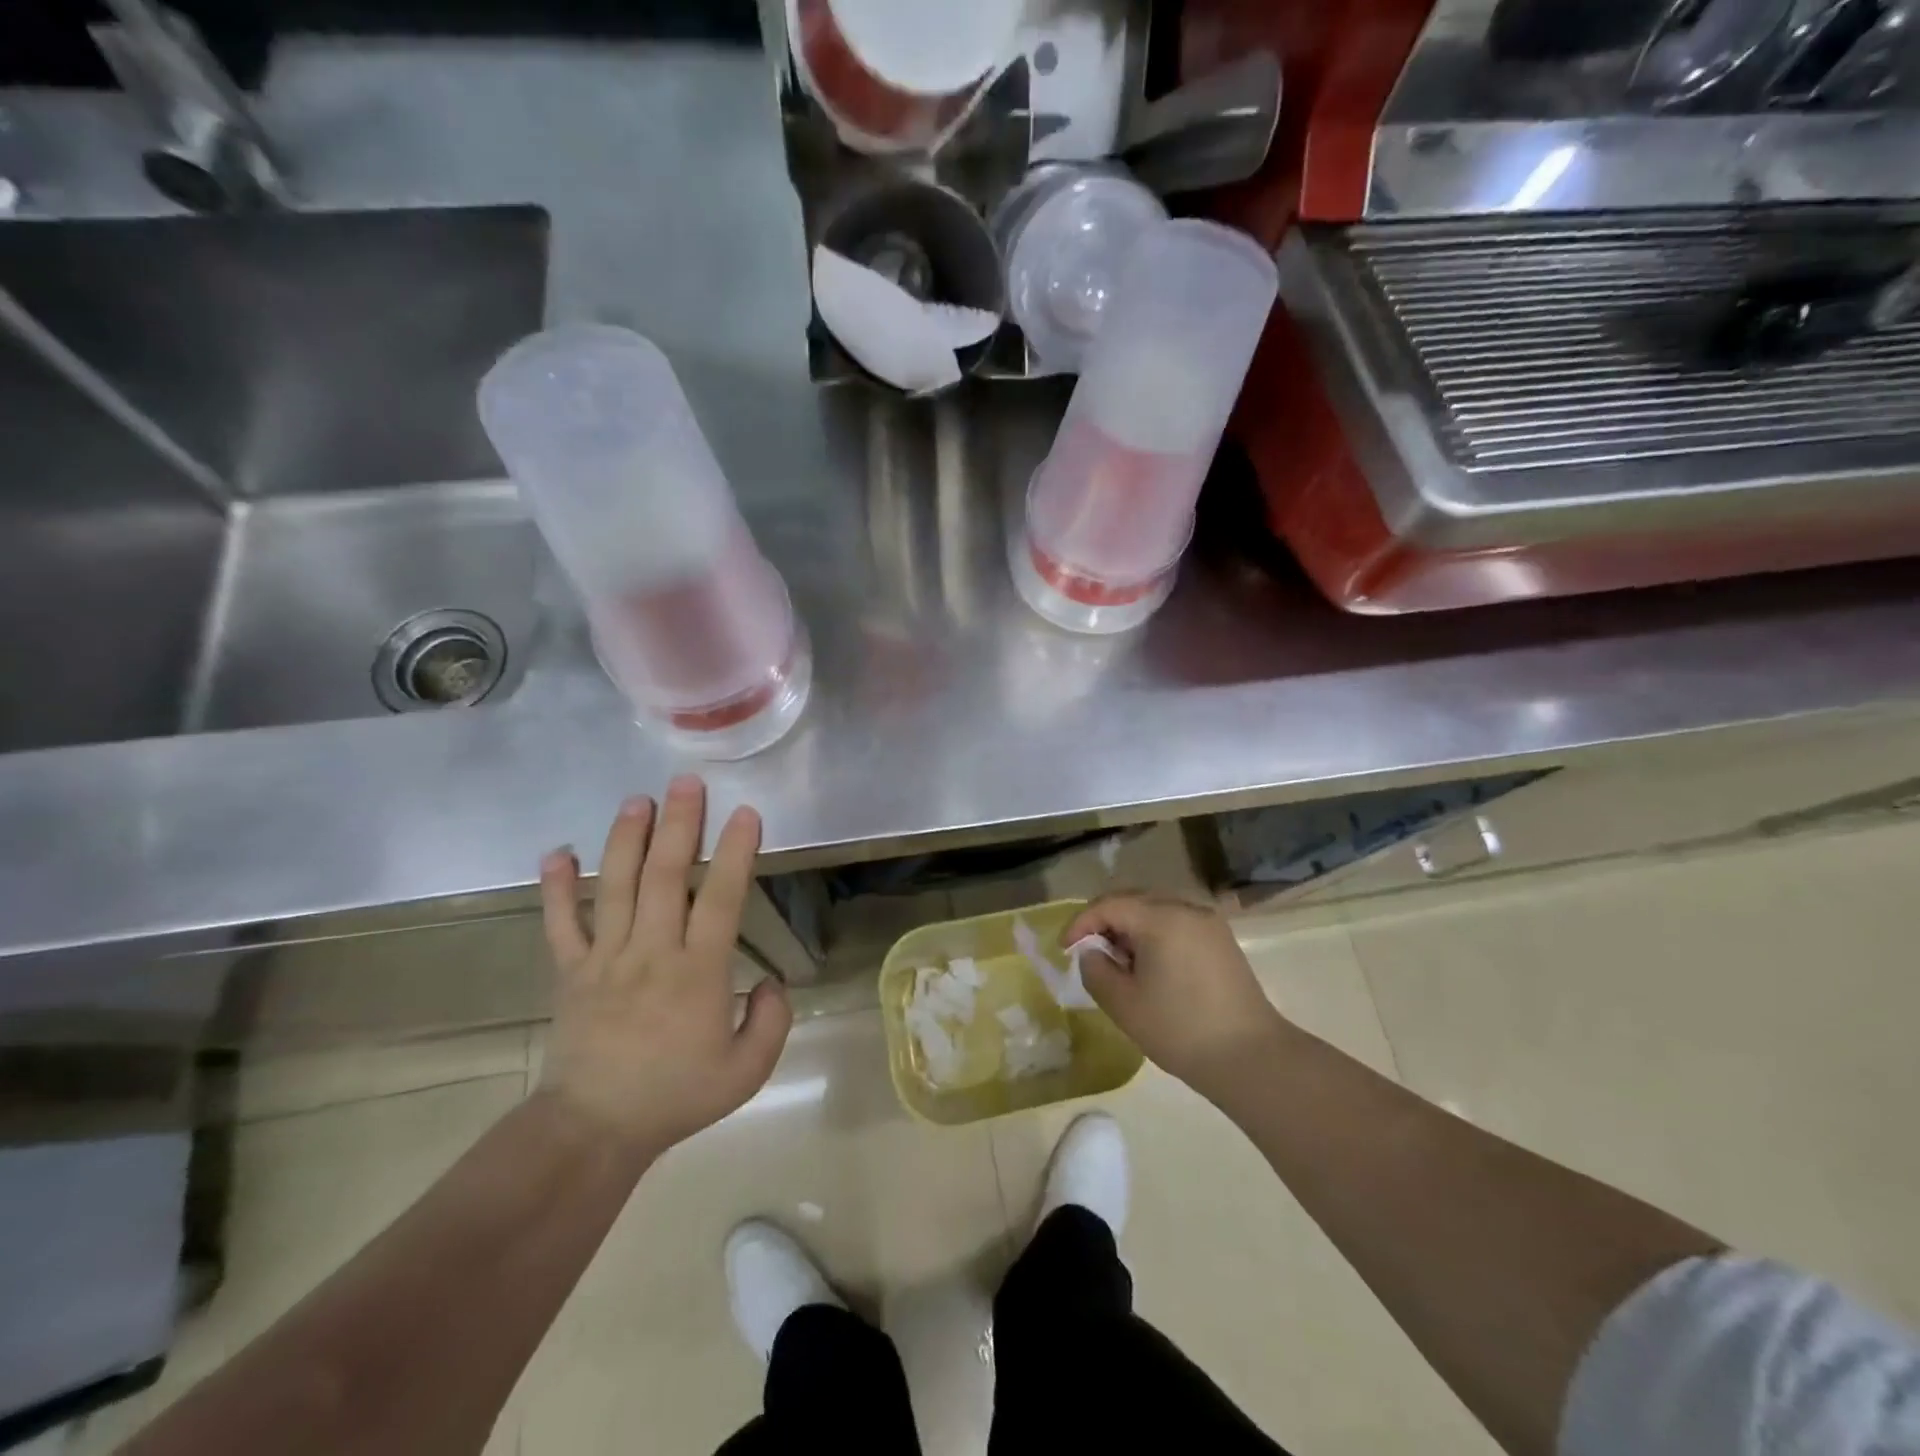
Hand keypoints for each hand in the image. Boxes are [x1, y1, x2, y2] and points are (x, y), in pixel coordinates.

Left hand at [537, 776, 791, 1156]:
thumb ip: (771, 1021)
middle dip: (679, 824)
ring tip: (638, 800)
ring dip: (626, 839)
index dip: (734, 852)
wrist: (594, 1130)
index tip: (745, 813)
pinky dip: (557, 887)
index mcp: (697, 972)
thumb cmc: (676, 1096)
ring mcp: (605, 958)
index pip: (719, 898)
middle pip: (663, 876)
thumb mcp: (747, 1071)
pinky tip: (557, 851)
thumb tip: (772, 981)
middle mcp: (650, 951)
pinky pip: (561, 923)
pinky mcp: (571, 971)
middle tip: (686, 782)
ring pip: (614, 886)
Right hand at [1065, 894, 1290, 1102]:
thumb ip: (1096, 970)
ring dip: (1130, 928)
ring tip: (1119, 963)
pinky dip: (1154, 935)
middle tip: (1089, 953)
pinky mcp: (1221, 940)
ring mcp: (1208, 922)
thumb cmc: (1181, 1030)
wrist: (1252, 1058)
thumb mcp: (1123, 1004)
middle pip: (1133, 900)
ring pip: (1155, 910)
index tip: (1065, 949)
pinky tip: (1150, 966)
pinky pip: (1176, 923)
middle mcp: (1186, 908)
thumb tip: (1092, 952)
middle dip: (1105, 922)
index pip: (1108, 905)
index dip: (1081, 923)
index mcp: (1161, 918)